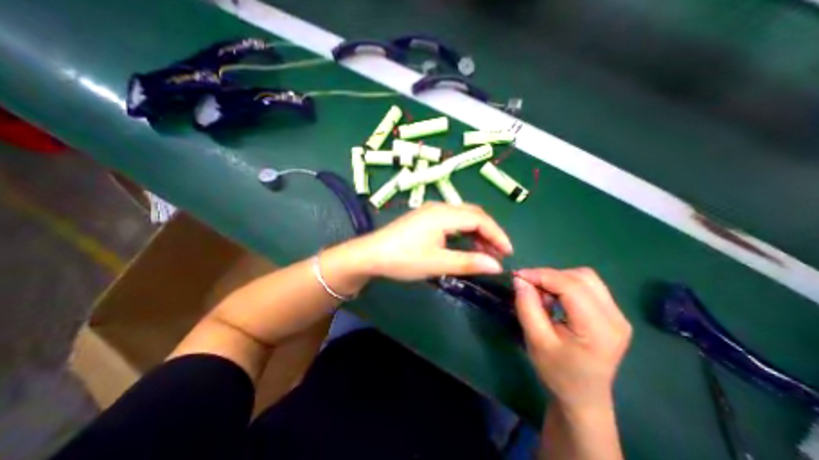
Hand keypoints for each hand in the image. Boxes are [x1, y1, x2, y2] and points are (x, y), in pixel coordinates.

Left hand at [351, 203, 509, 280]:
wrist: (371, 254)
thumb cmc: (403, 259)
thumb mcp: (437, 263)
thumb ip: (468, 262)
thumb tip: (496, 266)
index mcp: (444, 214)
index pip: (480, 219)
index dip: (497, 234)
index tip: (508, 252)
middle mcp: (440, 207)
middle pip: (473, 214)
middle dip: (489, 232)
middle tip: (498, 253)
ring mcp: (431, 211)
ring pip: (463, 217)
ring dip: (477, 232)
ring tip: (485, 252)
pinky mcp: (425, 218)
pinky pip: (452, 220)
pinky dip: (464, 231)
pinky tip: (466, 244)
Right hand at [510, 266, 632, 413]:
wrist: (582, 396)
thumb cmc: (556, 371)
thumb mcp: (535, 340)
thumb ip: (527, 306)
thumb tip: (520, 280)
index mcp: (598, 329)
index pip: (571, 286)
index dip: (541, 275)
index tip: (518, 276)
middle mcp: (615, 318)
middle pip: (581, 277)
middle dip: (549, 276)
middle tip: (529, 287)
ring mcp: (618, 315)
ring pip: (585, 277)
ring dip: (557, 279)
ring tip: (542, 295)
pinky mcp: (613, 313)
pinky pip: (587, 285)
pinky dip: (565, 285)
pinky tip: (555, 298)